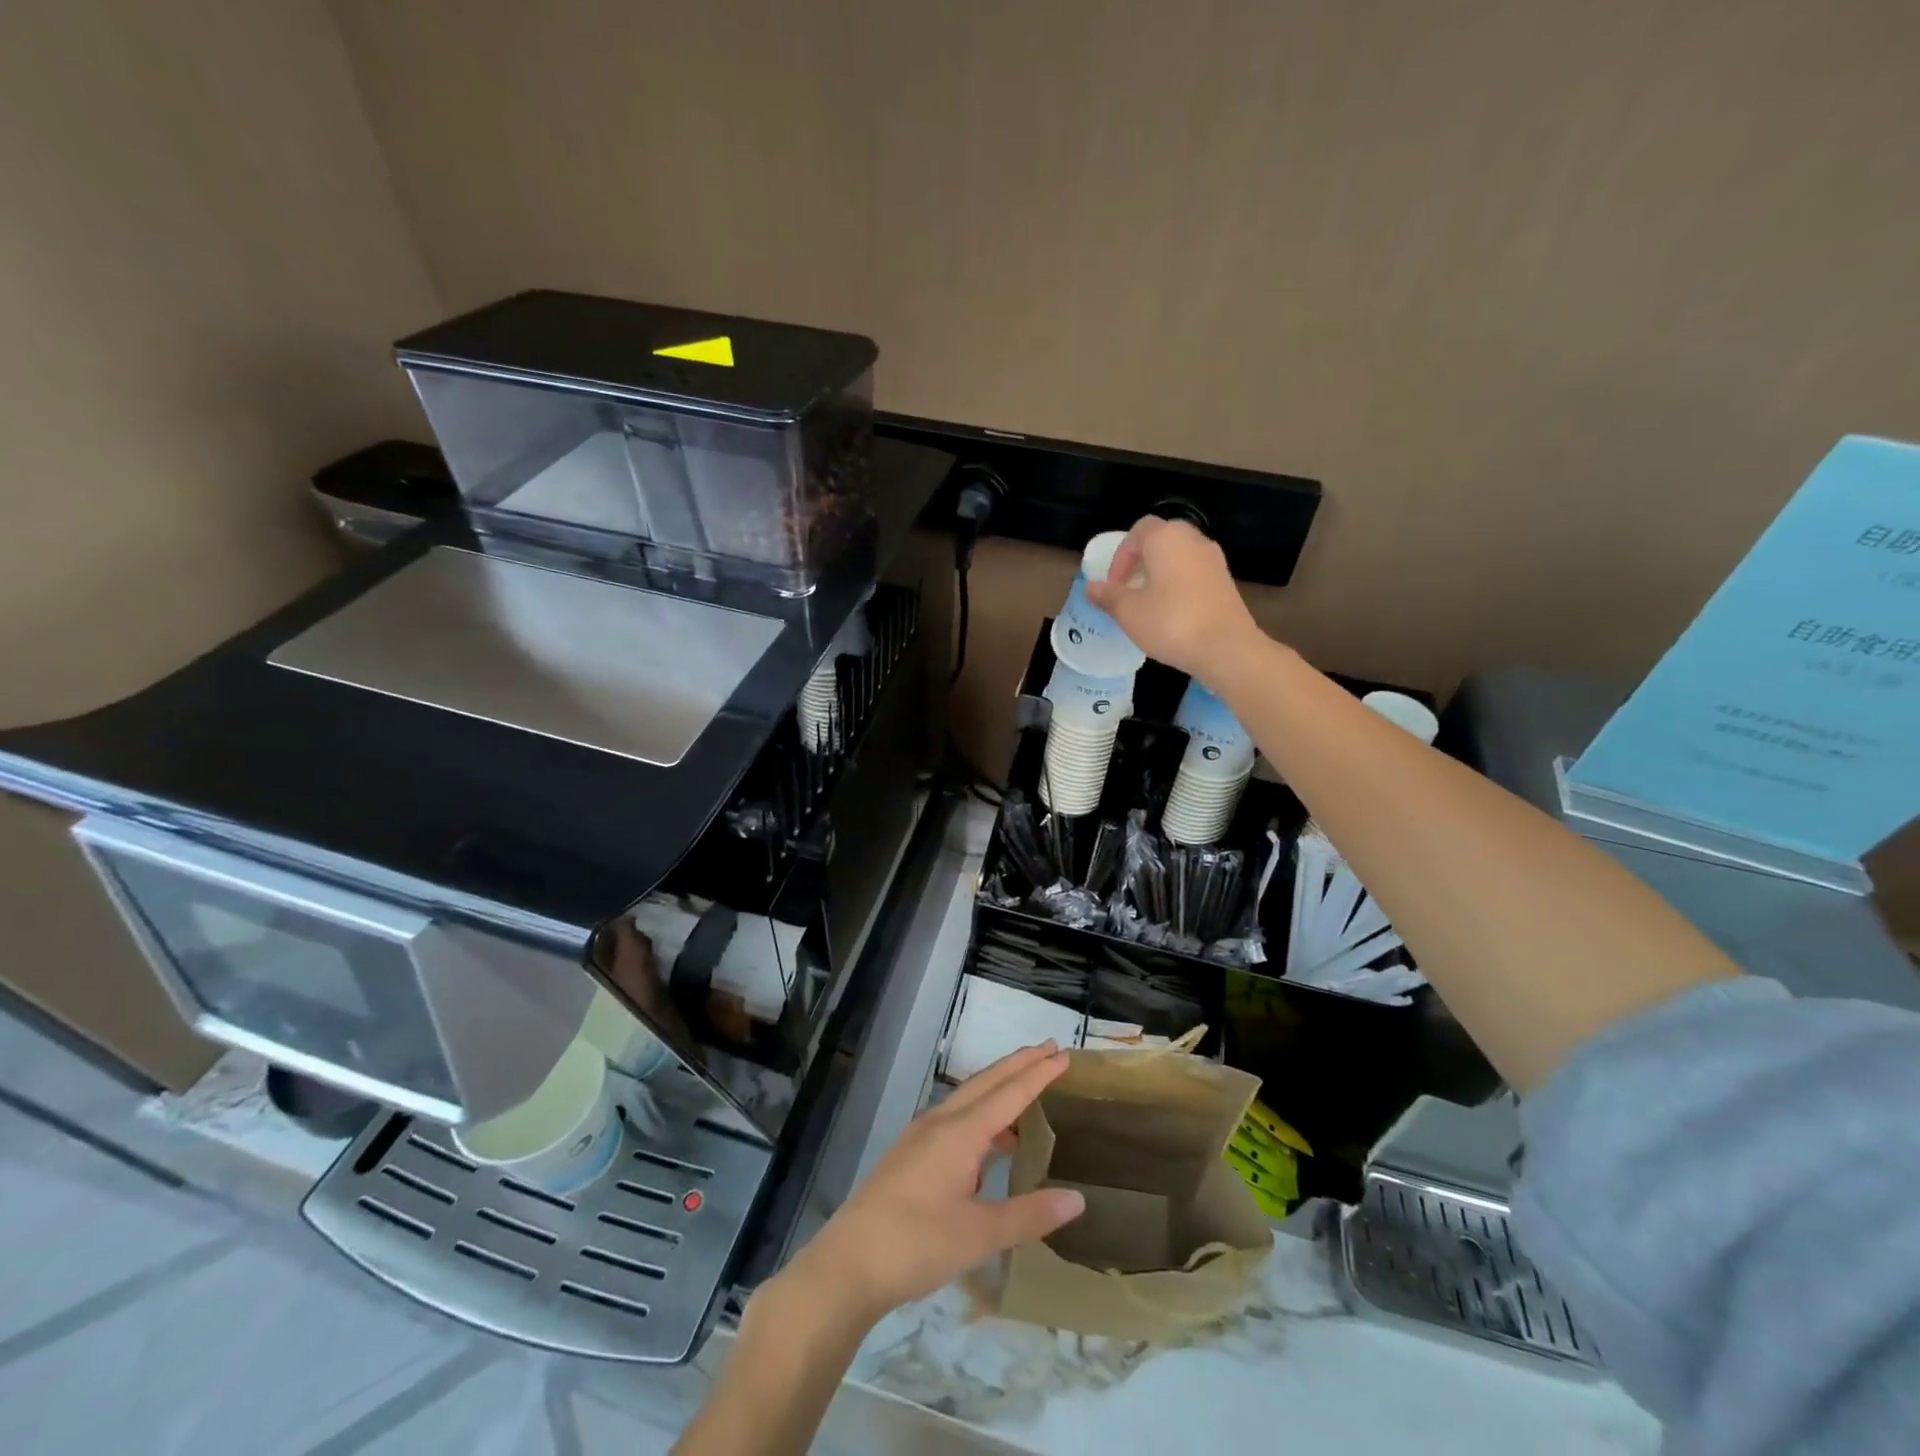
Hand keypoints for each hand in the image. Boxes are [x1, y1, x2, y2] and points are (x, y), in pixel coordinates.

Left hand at [776, 1043, 1083, 1326]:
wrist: (847, 1264)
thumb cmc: (915, 1244)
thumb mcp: (978, 1236)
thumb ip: (1028, 1215)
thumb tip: (1076, 1199)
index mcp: (960, 1132)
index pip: (1008, 1093)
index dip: (1038, 1074)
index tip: (1063, 1053)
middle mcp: (940, 1122)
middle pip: (986, 1082)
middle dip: (1018, 1064)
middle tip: (1049, 1049)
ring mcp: (921, 1136)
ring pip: (968, 1098)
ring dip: (999, 1087)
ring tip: (1029, 1089)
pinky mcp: (911, 1154)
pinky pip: (956, 1118)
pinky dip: (982, 1115)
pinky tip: (993, 1141)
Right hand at [1085, 516, 1264, 683]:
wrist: (1227, 648)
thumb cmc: (1171, 623)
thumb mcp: (1129, 612)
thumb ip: (1108, 596)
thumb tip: (1091, 587)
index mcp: (1166, 538)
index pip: (1137, 531)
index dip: (1120, 556)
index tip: (1113, 585)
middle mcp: (1192, 539)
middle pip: (1160, 540)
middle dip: (1140, 562)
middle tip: (1129, 590)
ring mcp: (1213, 559)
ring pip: (1179, 557)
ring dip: (1160, 574)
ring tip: (1148, 604)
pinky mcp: (1225, 580)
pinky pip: (1194, 573)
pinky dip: (1179, 585)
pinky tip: (1172, 613)